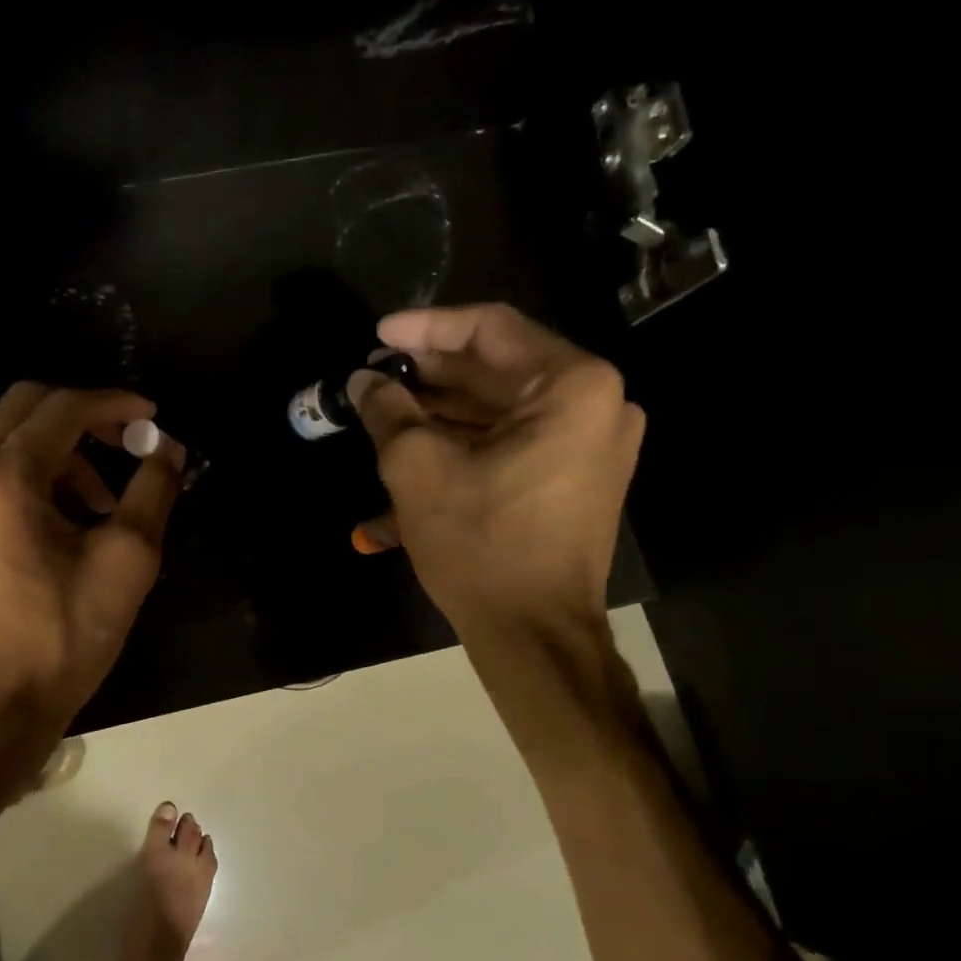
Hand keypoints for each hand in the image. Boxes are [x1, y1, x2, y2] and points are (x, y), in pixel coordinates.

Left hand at [0, 384, 184, 725]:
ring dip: (60, 450)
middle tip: (126, 442)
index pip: (64, 408)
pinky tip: (65, 518)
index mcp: (6, 476)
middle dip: (83, 415)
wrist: (1, 700)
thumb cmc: (66, 634)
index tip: (152, 419)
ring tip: (103, 501)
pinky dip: (32, 474)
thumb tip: (169, 448)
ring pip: (8, 438)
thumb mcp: (127, 560)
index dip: (115, 404)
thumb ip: (153, 490)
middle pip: (26, 406)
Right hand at [348, 304, 643, 636]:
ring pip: (502, 409)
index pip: (490, 331)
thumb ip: (389, 412)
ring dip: (442, 410)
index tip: (377, 335)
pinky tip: (412, 452)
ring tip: (384, 411)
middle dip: (430, 373)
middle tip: (376, 374)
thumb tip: (364, 382)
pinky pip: (513, 443)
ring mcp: (590, 445)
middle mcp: (596, 405)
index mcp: (572, 388)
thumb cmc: (481, 544)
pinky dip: (465, 444)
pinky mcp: (574, 478)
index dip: (426, 328)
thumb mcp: (419, 470)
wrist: (534, 632)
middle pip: (499, 369)